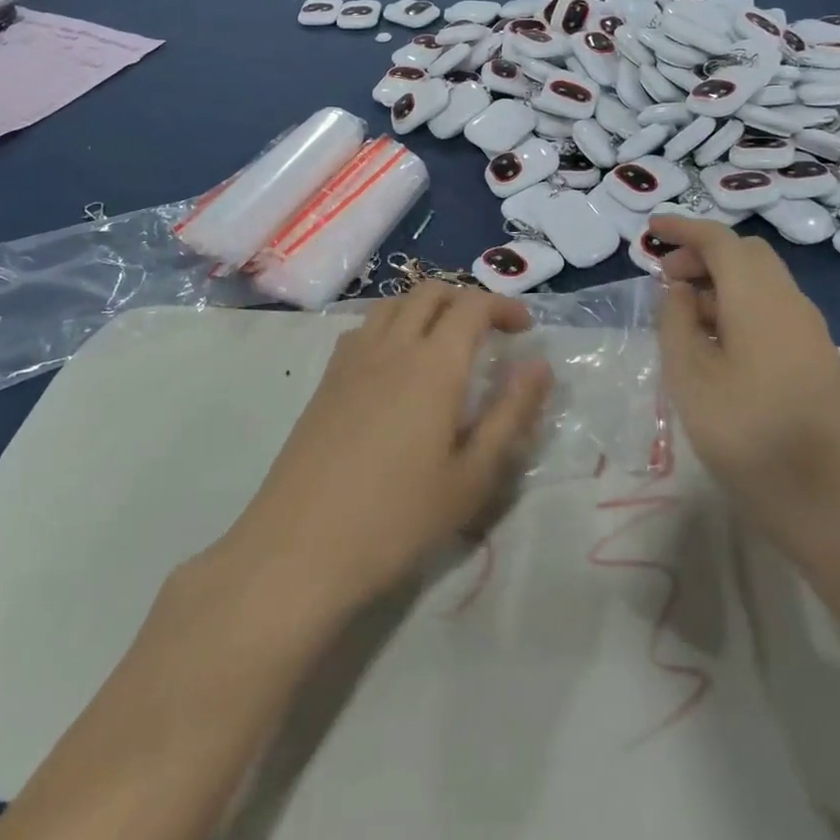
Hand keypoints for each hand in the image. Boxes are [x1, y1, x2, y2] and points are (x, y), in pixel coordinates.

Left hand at [222, 283, 550, 616]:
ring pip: (392, 303)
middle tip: (489, 331)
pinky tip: (396, 366)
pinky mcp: (326, 380)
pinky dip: (392, 325)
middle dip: (466, 298)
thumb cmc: (398, 518)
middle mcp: (392, 346)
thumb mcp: (472, 476)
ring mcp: (352, 360)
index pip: (472, 305)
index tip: (524, 328)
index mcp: (434, 365)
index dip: (503, 306)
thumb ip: (510, 415)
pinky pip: (364, 328)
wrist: (300, 548)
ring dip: (425, 307)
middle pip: (429, 291)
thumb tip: (539, 365)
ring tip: (444, 342)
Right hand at [650, 217, 839, 562]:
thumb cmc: (750, 437)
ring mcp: (811, 333)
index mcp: (759, 298)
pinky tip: (716, 345)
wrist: (837, 508)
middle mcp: (791, 304)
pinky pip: (773, 311)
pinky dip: (739, 307)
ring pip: (762, 283)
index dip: (683, 229)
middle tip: (665, 278)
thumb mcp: (691, 378)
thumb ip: (676, 322)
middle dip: (702, 255)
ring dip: (720, 283)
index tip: (650, 229)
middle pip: (747, 256)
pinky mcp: (818, 361)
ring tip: (682, 314)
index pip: (720, 241)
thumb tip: (678, 288)